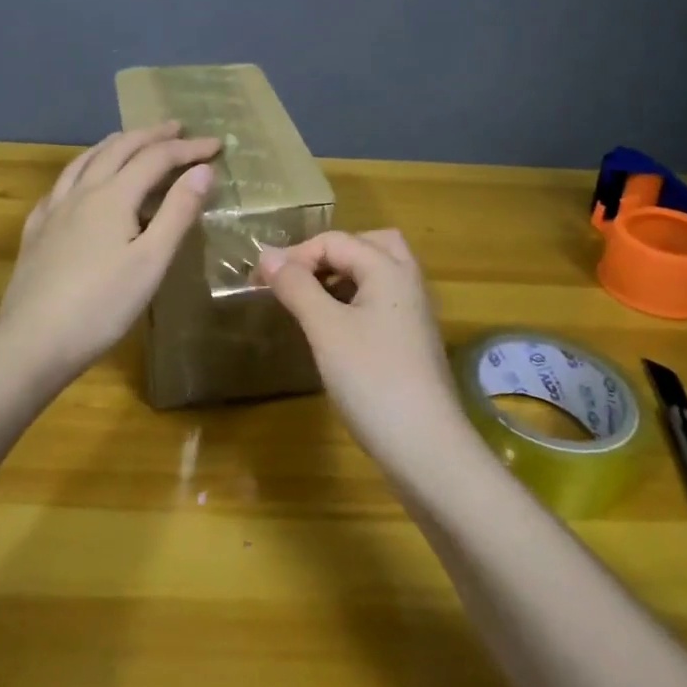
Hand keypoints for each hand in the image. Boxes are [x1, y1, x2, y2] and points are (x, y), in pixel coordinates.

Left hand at [0, 122, 219, 385]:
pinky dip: (82, 169)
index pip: (156, 158)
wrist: (32, 342)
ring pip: (85, 161)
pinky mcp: (36, 231)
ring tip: (130, 140)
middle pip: (118, 149)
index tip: (217, 145)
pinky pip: (62, 184)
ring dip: (114, 144)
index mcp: (113, 196)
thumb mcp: (151, 262)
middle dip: (151, 135)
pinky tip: (80, 182)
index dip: (188, 149)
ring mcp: (53, 210)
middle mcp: (81, 192)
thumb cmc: (102, 306)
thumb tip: (203, 170)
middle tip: (177, 128)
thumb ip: (177, 212)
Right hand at [257, 230, 473, 469]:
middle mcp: (408, 282)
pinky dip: (355, 300)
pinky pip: (382, 302)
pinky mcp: (413, 342)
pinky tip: (334, 328)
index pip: (336, 241)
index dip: (295, 255)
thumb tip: (267, 254)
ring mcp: (414, 314)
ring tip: (310, 299)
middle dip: (330, 253)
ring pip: (379, 274)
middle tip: (299, 277)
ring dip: (343, 276)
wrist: (425, 446)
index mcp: (389, 269)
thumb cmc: (371, 379)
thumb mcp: (325, 329)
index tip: (260, 281)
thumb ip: (296, 286)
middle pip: (370, 245)